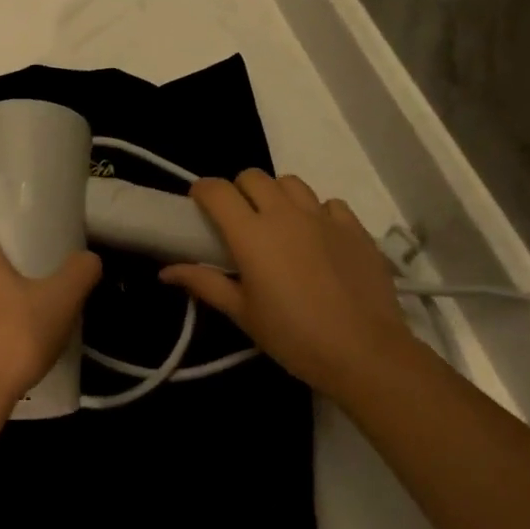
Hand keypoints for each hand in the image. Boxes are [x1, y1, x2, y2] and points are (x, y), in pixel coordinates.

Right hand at [161, 171, 420, 403]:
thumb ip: (205, 284)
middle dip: (239, 190)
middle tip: (239, 220)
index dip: (203, 191)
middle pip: (253, 176)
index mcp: (251, 234)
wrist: (364, 351)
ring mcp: (323, 217)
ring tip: (279, 225)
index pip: (217, 191)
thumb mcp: (242, 314)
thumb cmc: (293, 336)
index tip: (199, 206)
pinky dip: (317, 213)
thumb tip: (166, 272)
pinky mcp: (354, 227)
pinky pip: (330, 203)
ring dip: (277, 196)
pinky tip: (318, 238)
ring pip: (291, 183)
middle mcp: (285, 214)